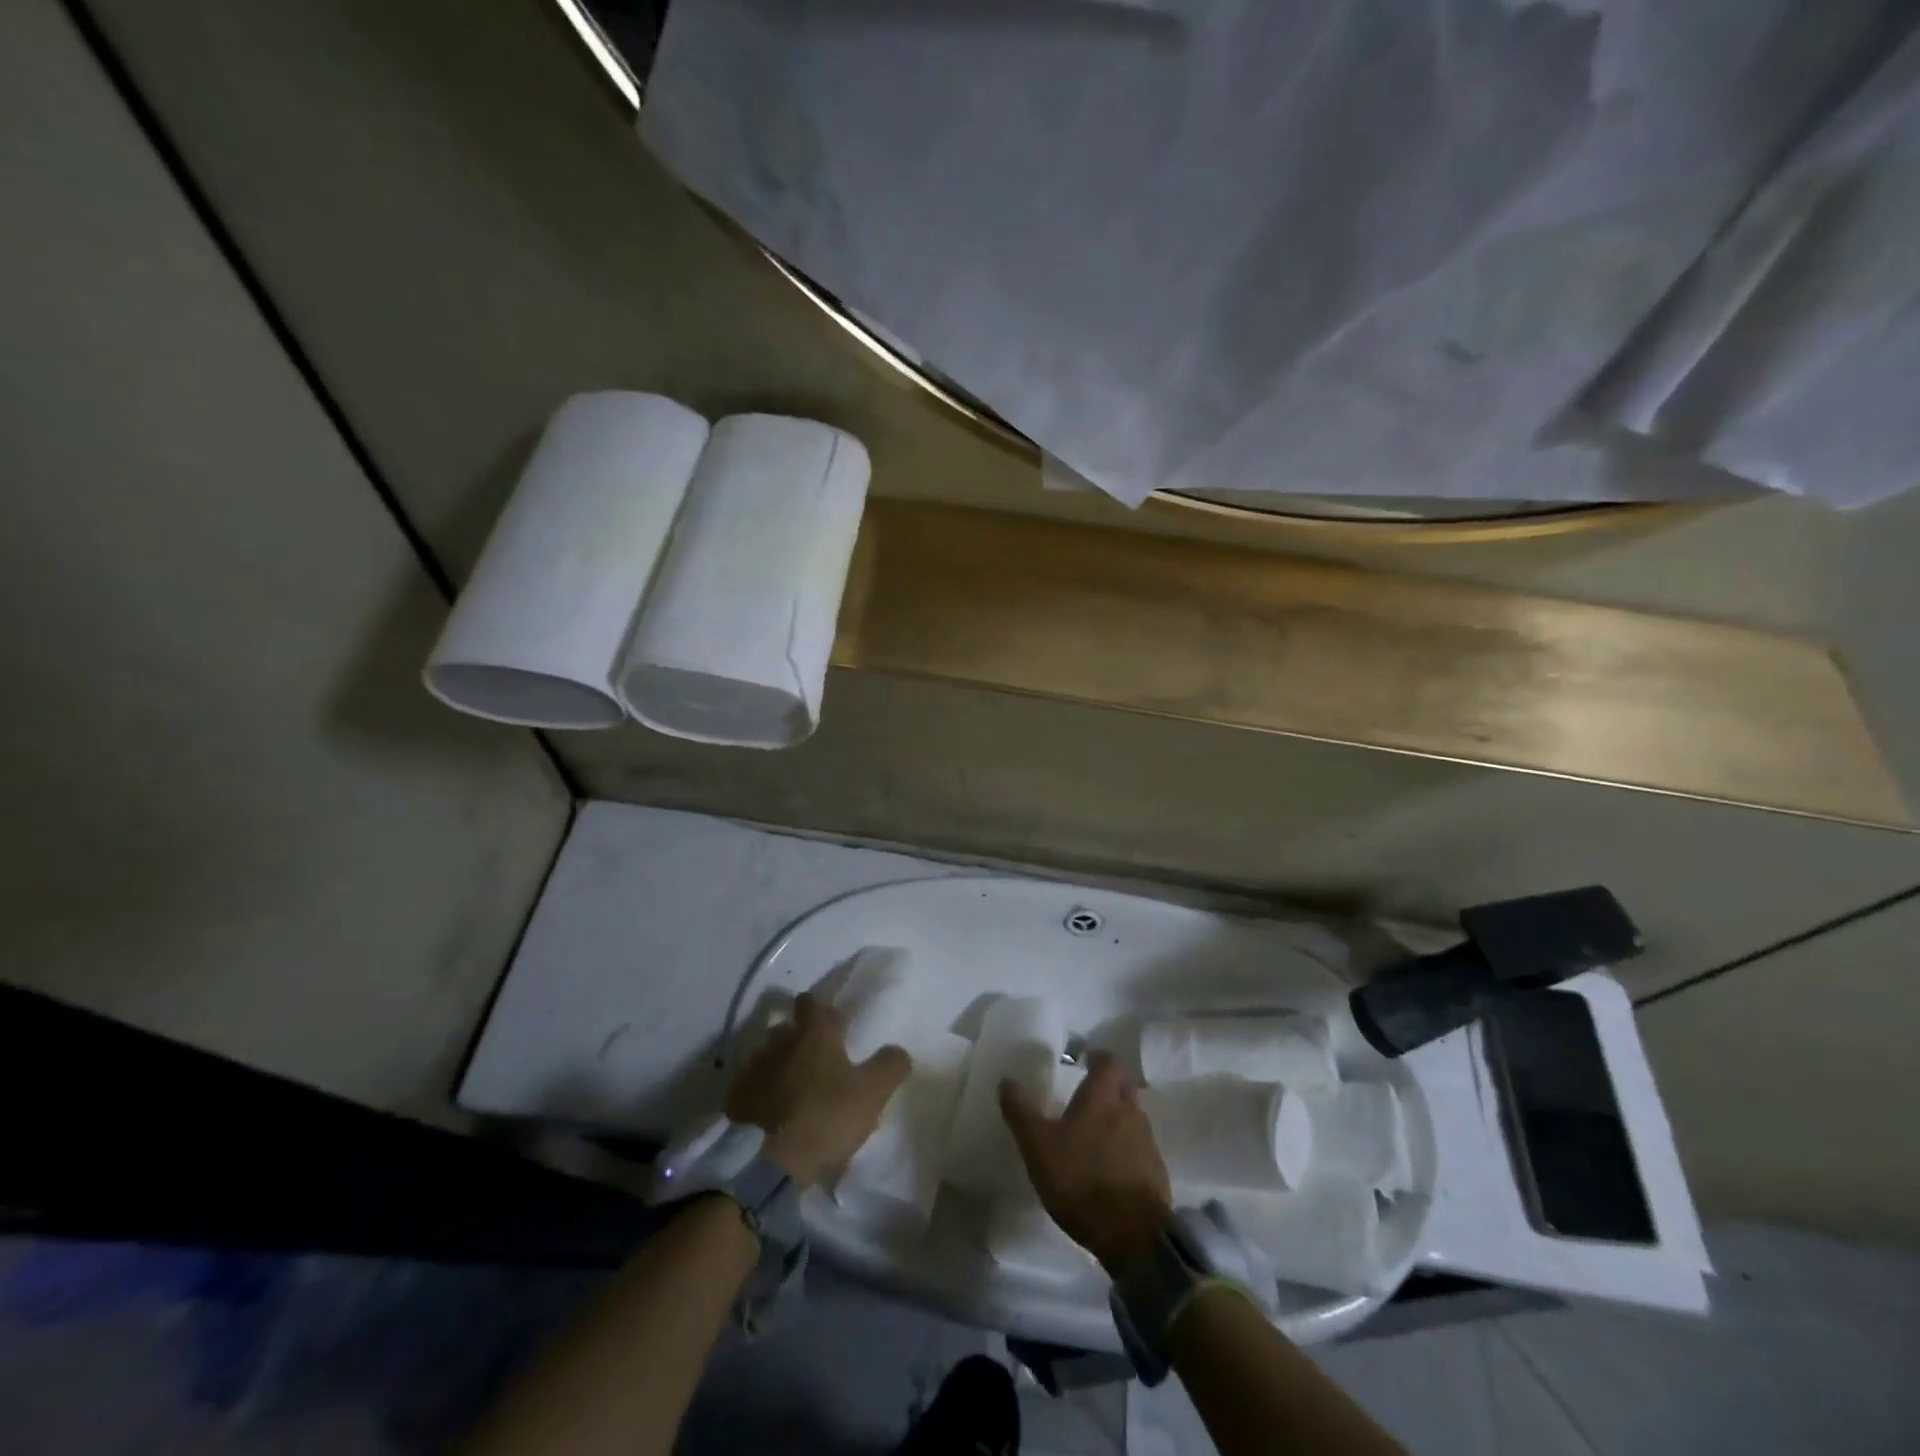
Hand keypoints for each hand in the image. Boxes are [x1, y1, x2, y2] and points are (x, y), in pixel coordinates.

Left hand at [725, 992, 910, 1187]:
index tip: (832, 1025)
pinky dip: (761, 1094)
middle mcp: (778, 1042)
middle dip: (800, 1039)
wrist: (765, 1162)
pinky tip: (772, 1114)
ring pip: (768, 1057)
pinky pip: (751, 1087)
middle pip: (787, 1028)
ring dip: (780, 1067)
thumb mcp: (871, 1094)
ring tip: (794, 1091)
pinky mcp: (734, 1099)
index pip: (811, 1002)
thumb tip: (898, 1051)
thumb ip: (890, 1066)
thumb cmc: (824, 1117)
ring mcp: (752, 1069)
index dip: (821, 1010)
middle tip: (818, 1062)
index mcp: (812, 1034)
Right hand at [1000, 1049, 1174, 1273]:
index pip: (1108, 1061)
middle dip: (1110, 1084)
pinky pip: (1141, 1146)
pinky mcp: (1157, 1171)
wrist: (1132, 1234)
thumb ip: (1021, 1112)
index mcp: (1102, 1097)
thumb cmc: (1080, 1180)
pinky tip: (1112, 1165)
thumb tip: (1006, 1081)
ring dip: (1118, 1116)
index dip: (1097, 1057)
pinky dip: (1127, 1147)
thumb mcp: (1038, 1146)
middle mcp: (1130, 1110)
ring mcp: (1147, 1141)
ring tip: (1097, 1132)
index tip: (1085, 1059)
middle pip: (1124, 1085)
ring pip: (1134, 1115)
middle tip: (1089, 1093)